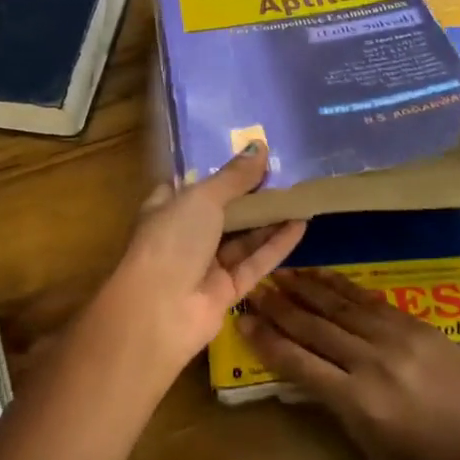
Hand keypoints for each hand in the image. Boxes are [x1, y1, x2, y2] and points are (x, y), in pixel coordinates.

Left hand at [91, 143, 306, 381]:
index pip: (192, 186)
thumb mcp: (202, 198)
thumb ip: (233, 176)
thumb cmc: (171, 241)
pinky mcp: (226, 291)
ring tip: (300, 196)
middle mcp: (184, 235)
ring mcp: (205, 265)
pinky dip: (276, 245)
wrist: (158, 312)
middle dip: (249, 196)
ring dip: (268, 219)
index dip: (219, 172)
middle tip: (284, 174)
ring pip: (242, 238)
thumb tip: (258, 146)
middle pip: (222, 212)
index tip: (249, 157)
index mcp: (166, 209)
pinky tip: (300, 224)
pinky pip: (255, 263)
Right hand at [239, 270, 459, 459]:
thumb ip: (339, 405)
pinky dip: (341, 286)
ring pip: (338, 305)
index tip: (243, 321)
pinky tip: (323, 276)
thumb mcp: (374, 446)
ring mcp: (395, 338)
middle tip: (254, 288)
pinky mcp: (416, 324)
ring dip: (305, 288)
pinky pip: (369, 300)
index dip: (267, 341)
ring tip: (280, 273)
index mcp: (358, 402)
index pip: (298, 363)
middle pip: (314, 327)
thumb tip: (310, 371)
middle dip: (279, 307)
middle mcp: (371, 362)